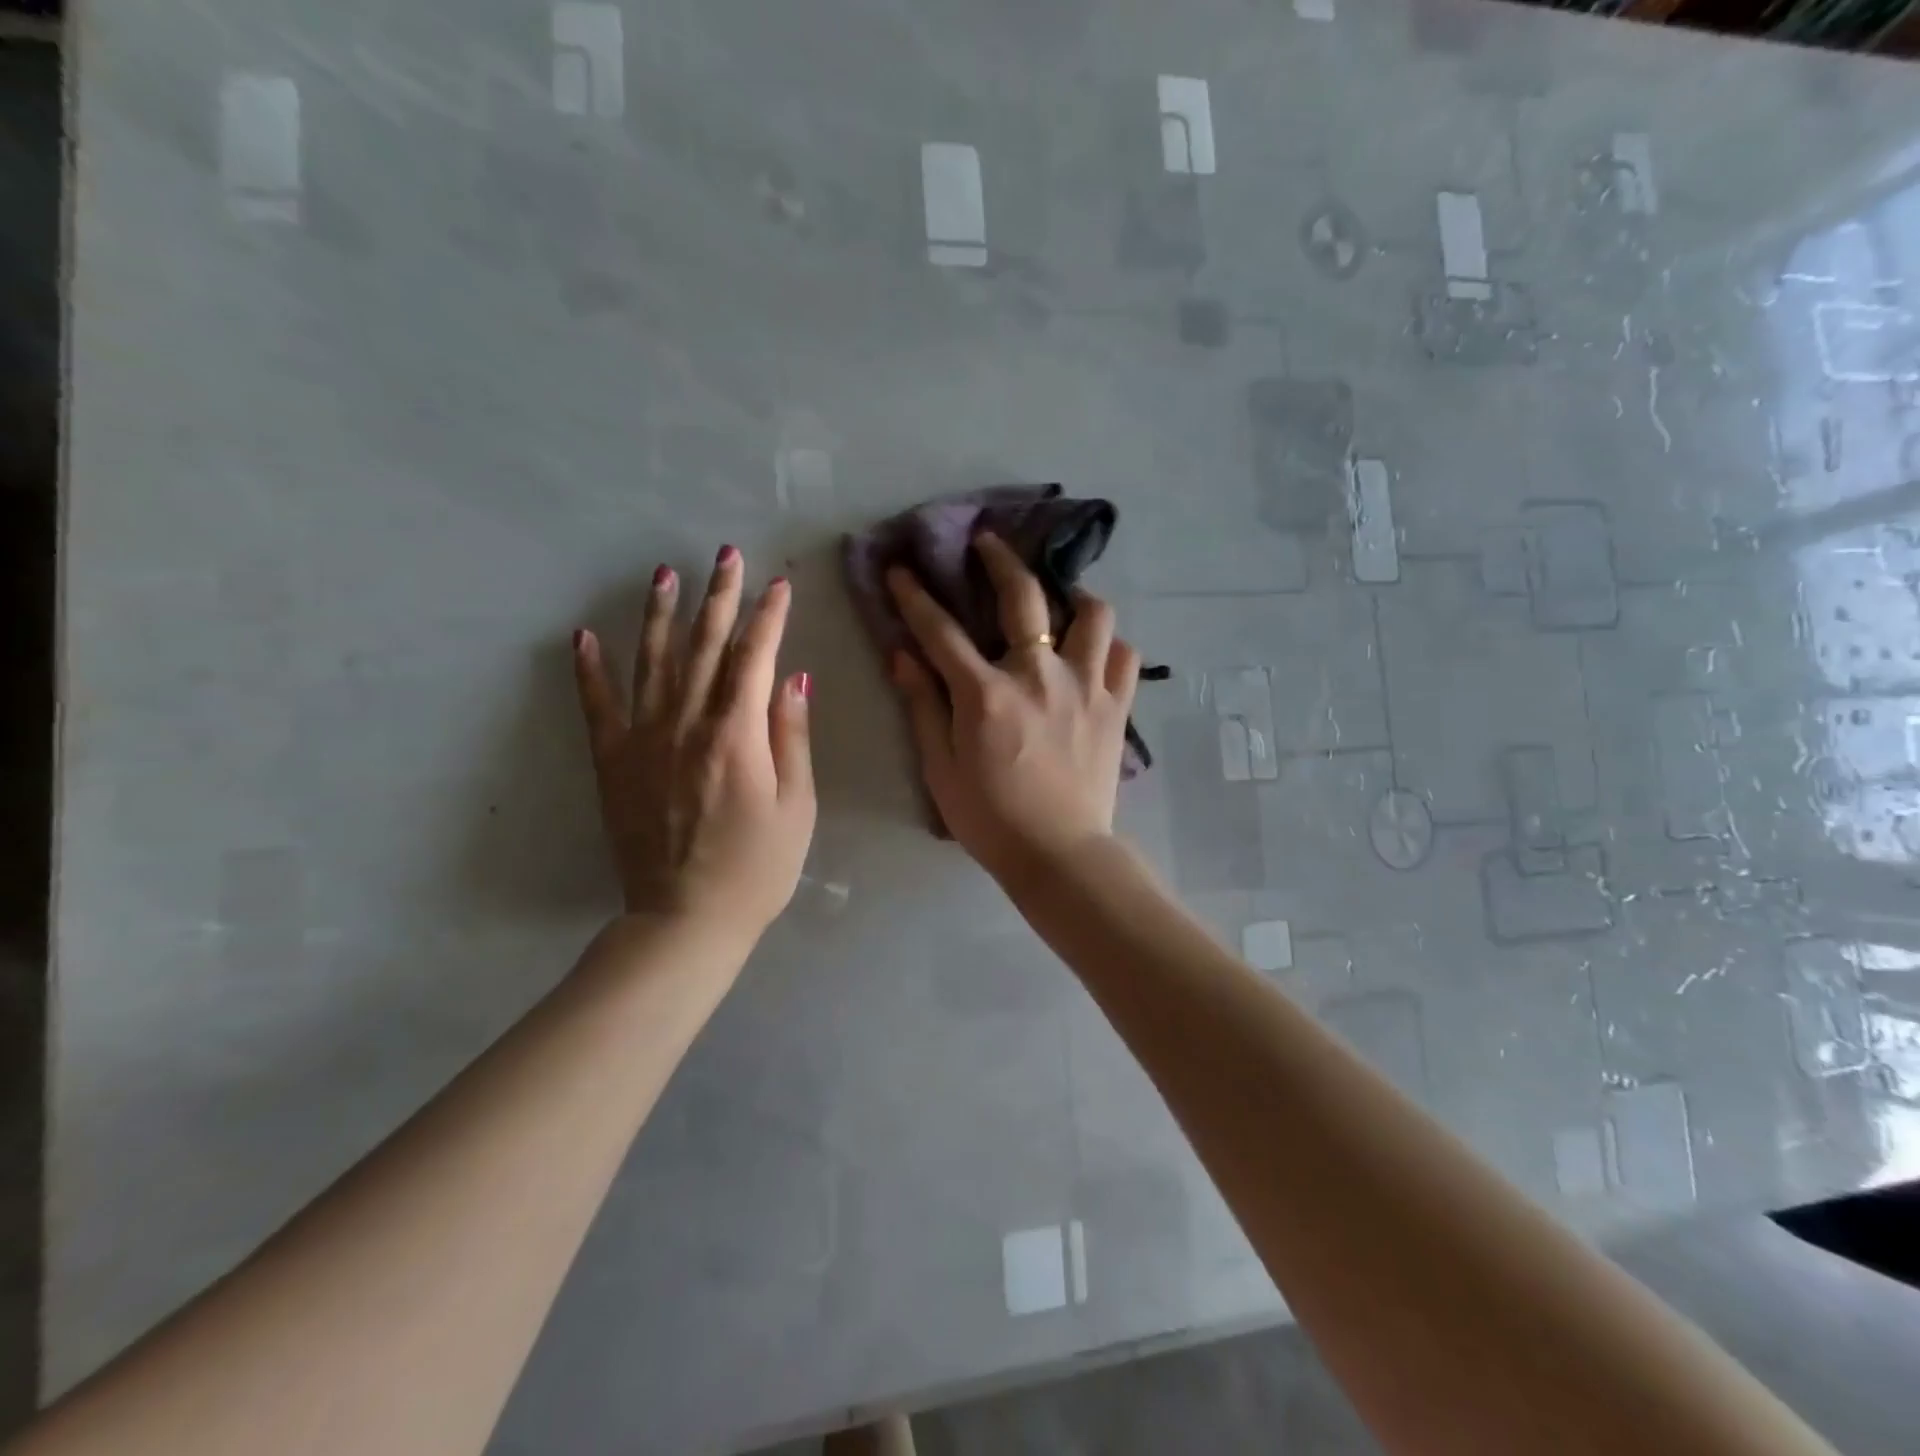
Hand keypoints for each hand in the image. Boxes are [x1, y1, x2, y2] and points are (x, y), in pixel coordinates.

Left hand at [572, 546, 815, 936]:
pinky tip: (585, 636)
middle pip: (705, 647)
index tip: (779, 584)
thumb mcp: (796, 806)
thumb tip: (792, 679)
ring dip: (661, 614)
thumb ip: (791, 737)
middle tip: (725, 555)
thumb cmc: (757, 869)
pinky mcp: (614, 763)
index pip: (755, 658)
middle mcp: (686, 724)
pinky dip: (590, 669)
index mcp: (736, 735)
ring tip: (664, 574)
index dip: (769, 617)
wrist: (685, 920)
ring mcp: (643, 740)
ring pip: (653, 662)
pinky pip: (598, 706)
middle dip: (719, 597)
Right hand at [887, 533, 1140, 881]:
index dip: (915, 596)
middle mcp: (1038, 674)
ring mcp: (1086, 686)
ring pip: (1093, 614)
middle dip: (1000, 559)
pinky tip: (1095, 653)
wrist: (1059, 854)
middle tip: (988, 543)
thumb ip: (922, 705)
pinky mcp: (1116, 706)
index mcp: (986, 692)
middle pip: (1023, 595)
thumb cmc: (991, 818)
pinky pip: (1124, 657)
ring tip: (1061, 602)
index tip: (902, 570)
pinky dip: (1109, 647)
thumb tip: (901, 655)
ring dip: (1073, 598)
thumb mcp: (940, 768)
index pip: (941, 630)